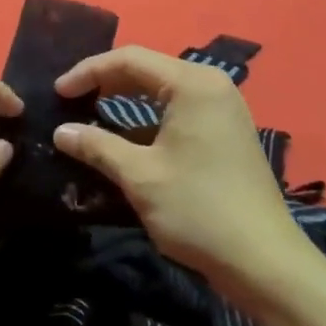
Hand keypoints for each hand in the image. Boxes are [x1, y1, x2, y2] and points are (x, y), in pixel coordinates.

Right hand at [53, 46, 300, 301]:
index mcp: (192, 83)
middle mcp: (210, 85)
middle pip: (146, 69)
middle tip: (71, 100)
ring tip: (91, 114)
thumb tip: (61, 132)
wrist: (267, 266)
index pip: (129, 59)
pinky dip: (147, 119)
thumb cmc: (199, 211)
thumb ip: (97, 146)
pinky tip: (126, 139)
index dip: (88, 72)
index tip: (58, 92)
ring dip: (125, 101)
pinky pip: (177, 110)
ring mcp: (222, 108)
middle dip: (105, 82)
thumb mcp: (140, 176)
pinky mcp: (226, 132)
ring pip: (162, 91)